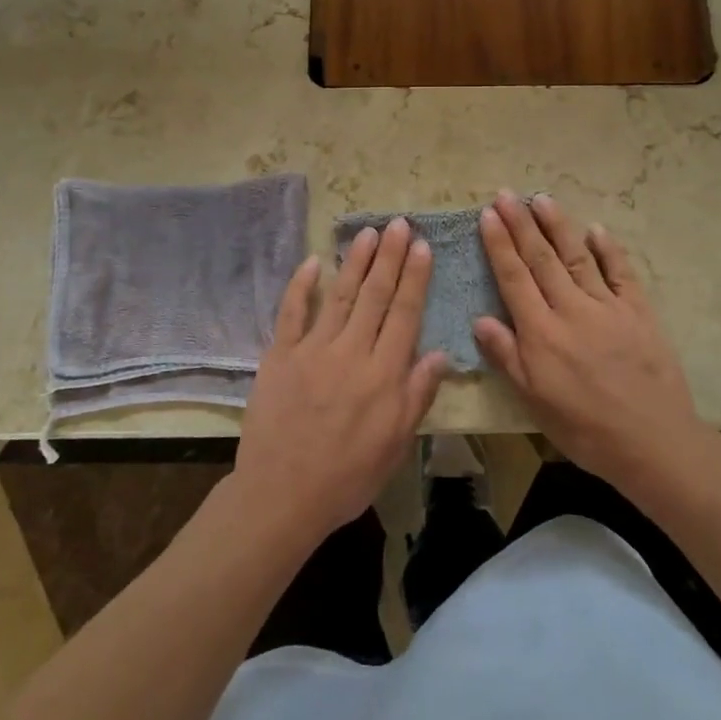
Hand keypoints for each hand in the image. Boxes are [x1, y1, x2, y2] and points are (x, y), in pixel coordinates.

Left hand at [234, 218, 450, 543]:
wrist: (281, 496)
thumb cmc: (347, 476)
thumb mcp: (396, 445)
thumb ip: (417, 396)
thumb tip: (441, 353)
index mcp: (383, 374)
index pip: (404, 314)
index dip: (414, 277)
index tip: (421, 246)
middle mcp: (351, 352)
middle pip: (374, 295)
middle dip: (389, 257)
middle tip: (397, 223)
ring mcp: (312, 350)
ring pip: (339, 295)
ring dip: (354, 261)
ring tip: (367, 232)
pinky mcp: (279, 355)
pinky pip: (291, 312)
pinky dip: (301, 286)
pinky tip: (312, 262)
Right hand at [475, 192, 716, 506]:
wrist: (652, 442)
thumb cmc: (585, 428)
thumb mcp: (535, 401)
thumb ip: (508, 356)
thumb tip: (480, 319)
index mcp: (542, 332)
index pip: (514, 277)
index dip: (499, 244)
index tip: (488, 214)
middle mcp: (571, 309)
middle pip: (541, 258)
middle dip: (521, 224)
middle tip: (506, 194)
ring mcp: (608, 306)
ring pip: (577, 256)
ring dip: (557, 226)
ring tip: (541, 198)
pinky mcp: (639, 310)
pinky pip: (621, 272)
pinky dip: (608, 249)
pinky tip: (595, 229)